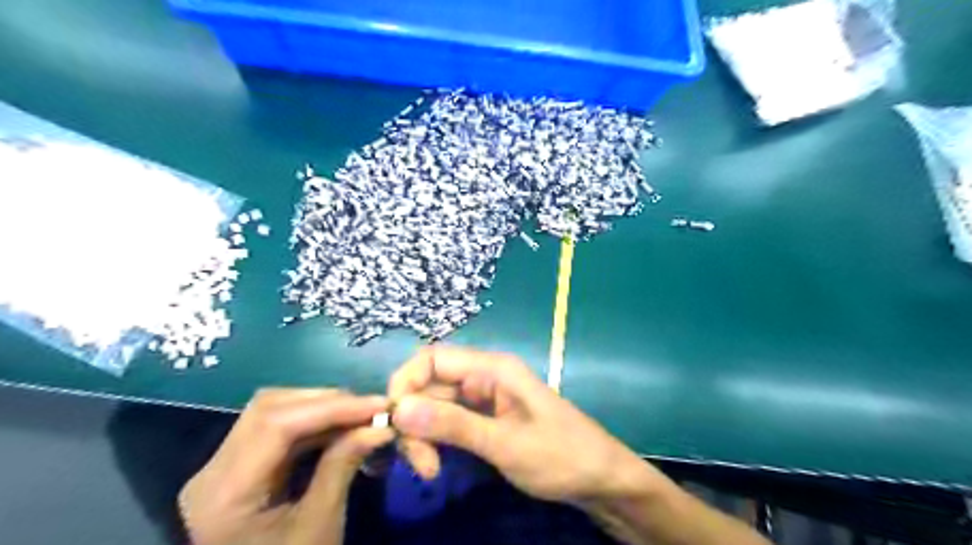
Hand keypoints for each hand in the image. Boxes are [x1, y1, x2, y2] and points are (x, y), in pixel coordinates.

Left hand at [178, 387, 391, 544]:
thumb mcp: (319, 527)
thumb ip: (343, 466)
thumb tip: (380, 426)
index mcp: (224, 493)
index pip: (276, 425)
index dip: (332, 407)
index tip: (379, 405)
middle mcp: (212, 471)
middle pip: (270, 409)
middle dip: (327, 401)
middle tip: (371, 408)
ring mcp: (222, 467)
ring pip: (273, 412)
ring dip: (321, 408)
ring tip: (361, 416)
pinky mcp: (238, 468)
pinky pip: (276, 430)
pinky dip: (313, 423)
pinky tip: (340, 428)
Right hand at [387, 346, 660, 504]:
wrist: (600, 479)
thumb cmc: (561, 456)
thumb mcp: (505, 443)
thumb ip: (454, 425)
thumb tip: (400, 408)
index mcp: (493, 369)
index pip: (433, 358)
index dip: (405, 383)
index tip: (394, 423)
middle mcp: (484, 377)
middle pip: (429, 386)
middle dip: (415, 421)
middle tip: (422, 465)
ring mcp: (484, 399)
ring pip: (435, 407)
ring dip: (423, 435)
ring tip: (430, 471)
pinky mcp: (485, 420)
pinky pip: (449, 423)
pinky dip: (437, 441)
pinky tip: (437, 465)